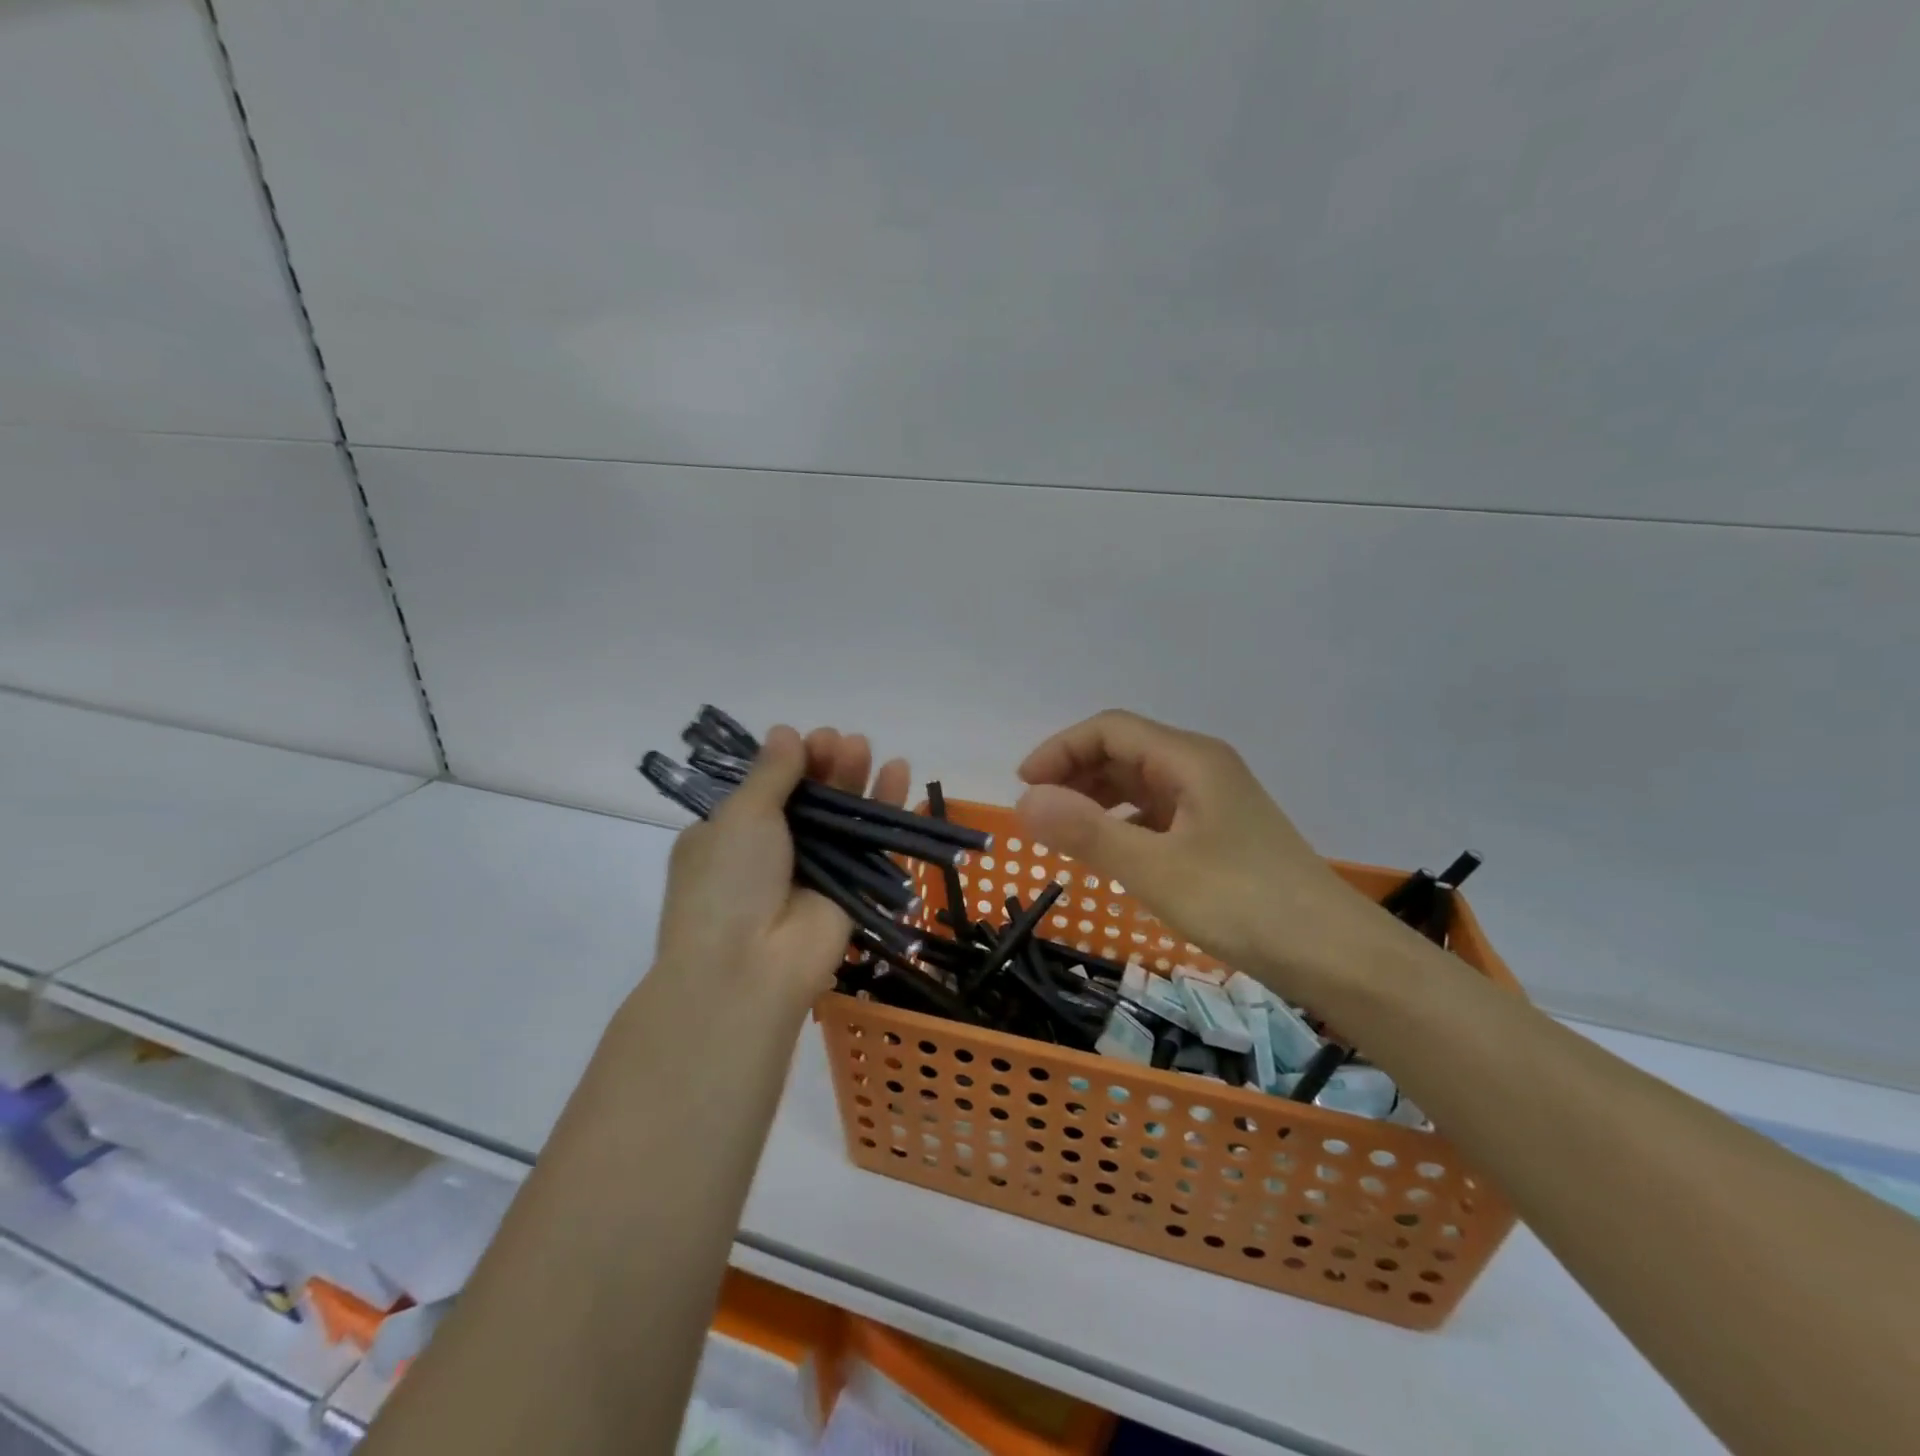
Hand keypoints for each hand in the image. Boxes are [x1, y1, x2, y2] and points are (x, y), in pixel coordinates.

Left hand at [654, 724, 909, 1011]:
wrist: (748, 969)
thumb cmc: (729, 882)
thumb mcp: (741, 815)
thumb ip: (771, 773)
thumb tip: (785, 732)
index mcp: (728, 835)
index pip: (764, 788)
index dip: (789, 762)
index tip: (808, 741)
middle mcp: (769, 852)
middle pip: (806, 798)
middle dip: (824, 766)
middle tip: (842, 742)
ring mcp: (810, 872)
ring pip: (839, 818)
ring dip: (853, 781)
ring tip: (866, 748)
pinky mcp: (849, 890)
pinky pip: (869, 842)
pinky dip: (884, 809)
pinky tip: (898, 772)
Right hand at [1014, 710, 1391, 1000]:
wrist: (1335, 955)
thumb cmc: (1244, 904)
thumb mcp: (1157, 870)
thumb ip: (1088, 833)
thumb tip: (1024, 800)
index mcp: (1189, 759)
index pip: (1110, 730)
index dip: (1060, 749)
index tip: (1023, 787)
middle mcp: (1201, 768)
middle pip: (1124, 751)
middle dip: (1074, 774)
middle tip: (1038, 815)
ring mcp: (1213, 802)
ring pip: (1140, 783)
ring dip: (1096, 799)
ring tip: (1064, 832)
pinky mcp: (1219, 834)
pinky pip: (1157, 814)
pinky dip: (1123, 824)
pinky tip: (1110, 853)